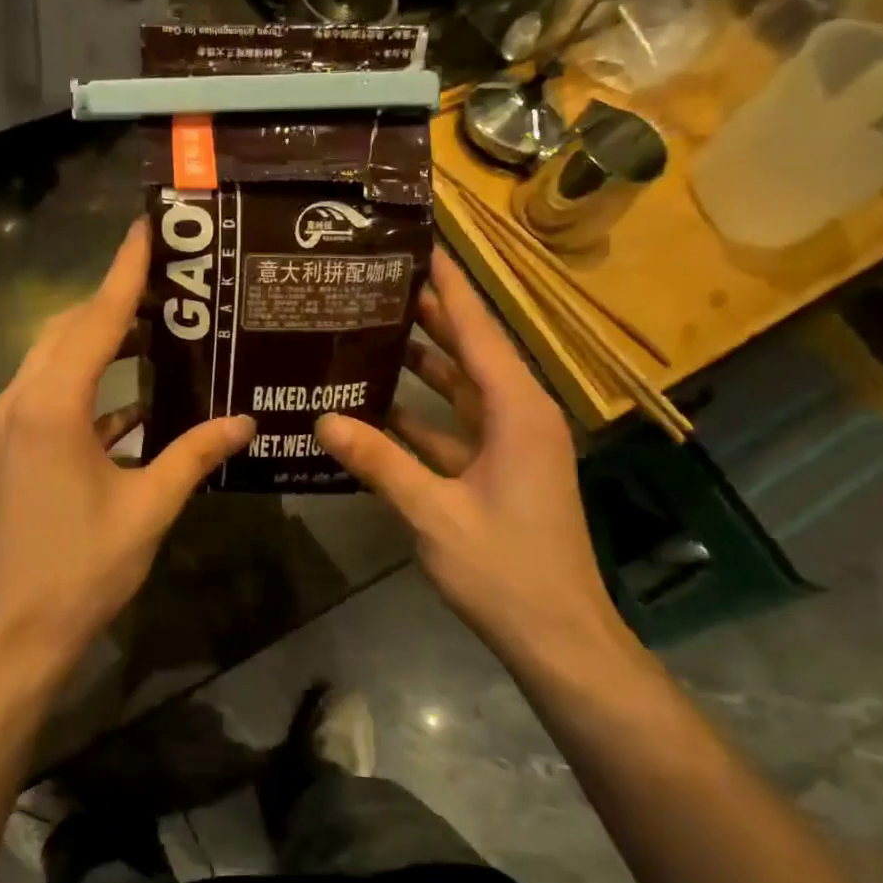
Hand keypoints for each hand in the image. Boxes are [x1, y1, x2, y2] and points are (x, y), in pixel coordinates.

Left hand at [0, 222, 253, 686]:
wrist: (10, 632)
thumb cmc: (80, 568)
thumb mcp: (148, 508)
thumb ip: (195, 455)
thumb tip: (246, 421)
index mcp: (52, 404)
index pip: (96, 318)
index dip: (125, 270)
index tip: (148, 227)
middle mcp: (22, 399)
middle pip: (69, 328)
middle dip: (115, 299)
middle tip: (172, 282)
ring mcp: (10, 423)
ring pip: (58, 358)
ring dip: (103, 340)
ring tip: (160, 328)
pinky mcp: (12, 447)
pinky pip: (55, 394)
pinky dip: (94, 385)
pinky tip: (138, 399)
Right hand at [315, 248, 631, 666]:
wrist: (559, 639)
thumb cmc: (505, 569)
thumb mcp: (434, 513)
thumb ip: (379, 462)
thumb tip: (323, 419)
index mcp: (517, 410)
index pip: (479, 329)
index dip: (450, 285)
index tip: (421, 244)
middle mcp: (519, 416)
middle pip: (472, 350)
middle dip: (431, 315)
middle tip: (380, 281)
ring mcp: (511, 446)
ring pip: (463, 389)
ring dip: (423, 364)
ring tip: (373, 331)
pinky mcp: (499, 472)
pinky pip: (456, 428)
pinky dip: (421, 416)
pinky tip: (377, 409)